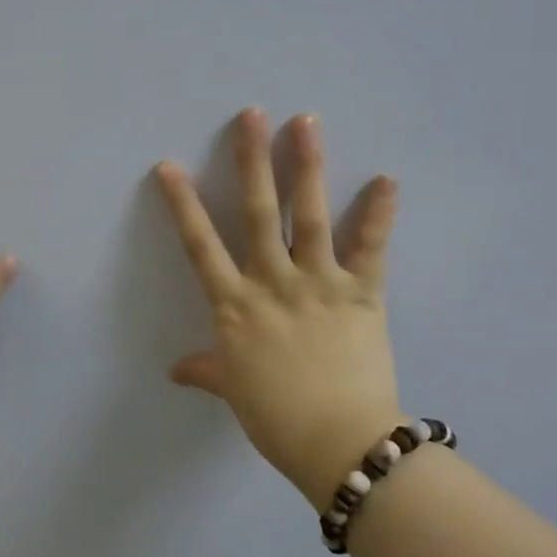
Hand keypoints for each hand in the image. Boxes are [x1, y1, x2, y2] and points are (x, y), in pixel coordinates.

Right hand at [154, 109, 405, 510]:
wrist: (339, 442)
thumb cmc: (276, 418)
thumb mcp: (234, 391)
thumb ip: (206, 371)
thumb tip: (175, 371)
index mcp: (234, 306)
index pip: (200, 245)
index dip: (183, 204)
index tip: (169, 166)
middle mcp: (272, 282)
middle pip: (259, 212)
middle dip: (252, 160)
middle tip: (251, 115)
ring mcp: (318, 283)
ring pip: (311, 215)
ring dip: (308, 166)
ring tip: (306, 121)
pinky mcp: (362, 293)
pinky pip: (370, 248)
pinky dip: (379, 214)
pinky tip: (387, 178)